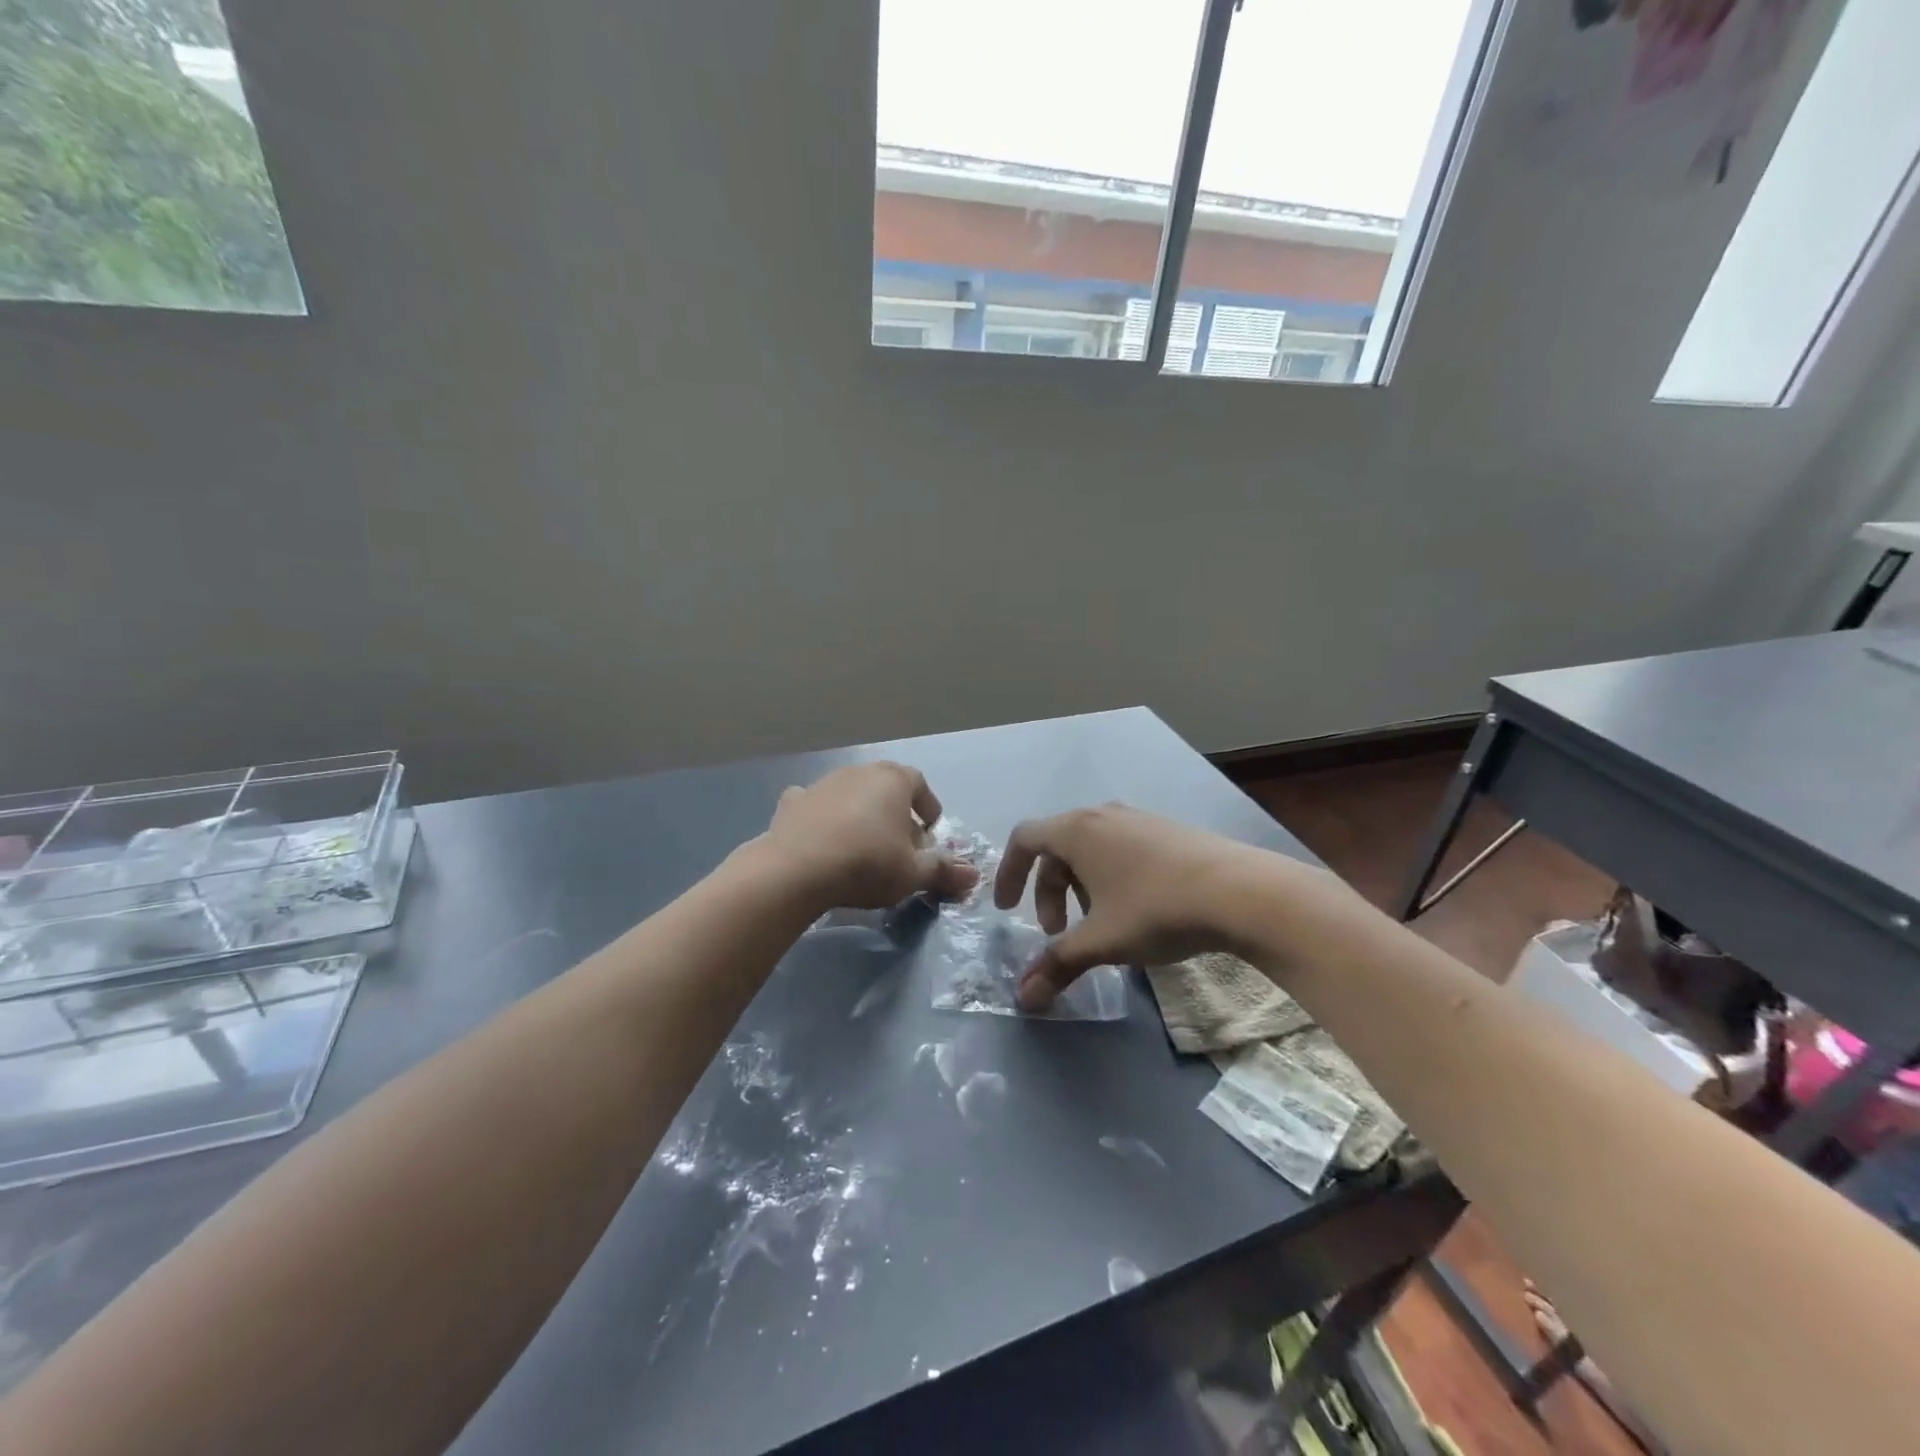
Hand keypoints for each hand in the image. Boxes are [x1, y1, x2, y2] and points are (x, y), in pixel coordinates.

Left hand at [760, 762, 978, 911]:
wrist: (796, 869)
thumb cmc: (867, 863)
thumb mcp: (913, 873)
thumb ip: (944, 871)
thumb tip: (973, 876)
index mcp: (894, 780)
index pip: (920, 784)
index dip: (928, 807)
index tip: (930, 833)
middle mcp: (859, 773)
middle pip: (886, 788)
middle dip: (896, 813)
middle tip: (900, 846)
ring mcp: (823, 784)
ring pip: (851, 795)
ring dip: (860, 815)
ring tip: (863, 847)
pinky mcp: (792, 803)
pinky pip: (815, 805)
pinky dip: (822, 817)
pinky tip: (822, 839)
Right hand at [992, 804, 1268, 1010]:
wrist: (1241, 891)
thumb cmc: (1156, 908)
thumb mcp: (1102, 941)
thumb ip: (1058, 965)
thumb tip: (1023, 998)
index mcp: (1077, 830)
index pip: (1024, 839)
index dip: (1008, 873)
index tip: (1006, 909)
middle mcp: (1103, 815)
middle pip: (1057, 848)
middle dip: (1048, 892)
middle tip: (1057, 932)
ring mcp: (1138, 819)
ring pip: (1091, 849)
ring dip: (1079, 887)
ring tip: (1098, 924)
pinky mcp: (1167, 831)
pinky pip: (1120, 848)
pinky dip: (1109, 877)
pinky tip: (1134, 910)